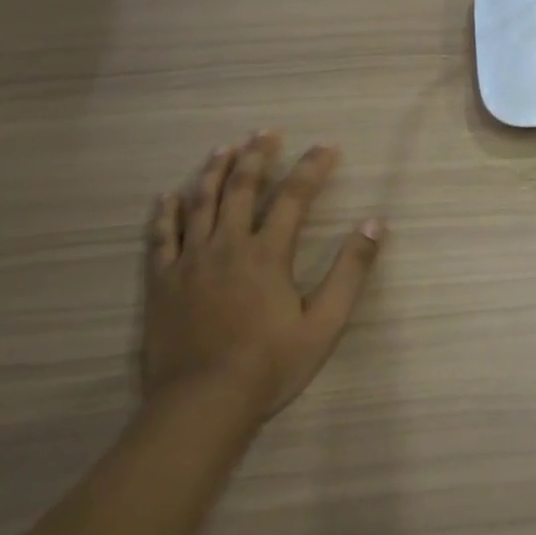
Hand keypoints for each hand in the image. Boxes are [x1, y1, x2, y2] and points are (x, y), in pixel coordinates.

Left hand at [143, 132, 382, 431]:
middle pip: (241, 188)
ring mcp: (190, 262)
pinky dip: (166, 213)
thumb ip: (351, 270)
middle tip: (265, 131)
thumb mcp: (325, 323)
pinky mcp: (162, 282)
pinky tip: (169, 196)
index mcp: (267, 254)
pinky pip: (161, 237)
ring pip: (200, 203)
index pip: (294, 197)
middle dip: (257, 155)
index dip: (311, 168)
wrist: (202, 404)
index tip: (326, 146)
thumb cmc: (270, 365)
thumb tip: (374, 223)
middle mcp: (227, 246)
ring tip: (224, 147)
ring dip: (214, 171)